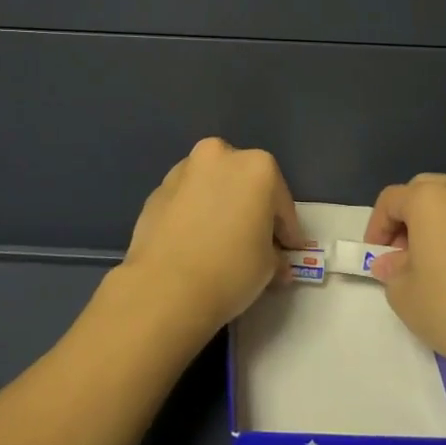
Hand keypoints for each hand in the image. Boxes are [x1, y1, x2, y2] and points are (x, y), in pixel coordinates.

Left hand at [113, 137, 305, 342]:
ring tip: (221, 241)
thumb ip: (274, 254)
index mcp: (257, 167)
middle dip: (251, 208)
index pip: (281, 202)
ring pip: (211, 186)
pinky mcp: (156, 190)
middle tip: (255, 240)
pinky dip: (194, 214)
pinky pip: (186, 200)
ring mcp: (183, 170)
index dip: (287, 230)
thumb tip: (275, 260)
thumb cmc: (230, 270)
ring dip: (219, 206)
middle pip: (244, 183)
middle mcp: (219, 156)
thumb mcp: (268, 267)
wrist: (164, 288)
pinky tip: (194, 242)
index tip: (288, 250)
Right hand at [366, 174, 445, 395]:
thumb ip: (392, 270)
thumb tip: (395, 263)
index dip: (377, 226)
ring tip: (438, 260)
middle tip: (405, 253)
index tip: (376, 256)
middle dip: (410, 217)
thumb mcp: (403, 295)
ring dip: (442, 223)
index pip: (392, 199)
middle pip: (427, 190)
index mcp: (432, 199)